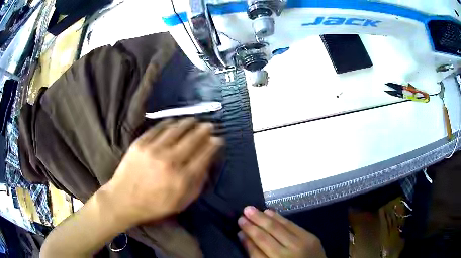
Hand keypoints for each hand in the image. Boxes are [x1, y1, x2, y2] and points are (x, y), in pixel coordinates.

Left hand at [105, 118, 222, 226]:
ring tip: (194, 120)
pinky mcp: (140, 143)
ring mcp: (153, 150)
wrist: (123, 200)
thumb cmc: (154, 205)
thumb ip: (196, 184)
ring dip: (188, 123)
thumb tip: (207, 163)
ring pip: (176, 129)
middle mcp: (170, 161)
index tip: (218, 139)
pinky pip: (158, 128)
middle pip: (192, 139)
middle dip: (204, 130)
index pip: (204, 155)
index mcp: (182, 178)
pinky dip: (168, 123)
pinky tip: (174, 121)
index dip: (214, 145)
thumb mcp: (181, 202)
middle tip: (209, 125)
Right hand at [238, 206, 325, 257]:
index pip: (259, 243)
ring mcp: (302, 242)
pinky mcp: (311, 237)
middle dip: (255, 221)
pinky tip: (271, 212)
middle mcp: (289, 251)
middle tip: (245, 210)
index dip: (249, 231)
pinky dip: (280, 218)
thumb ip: (255, 254)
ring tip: (254, 209)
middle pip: (269, 232)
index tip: (239, 221)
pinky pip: (292, 224)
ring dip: (266, 217)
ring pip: (280, 226)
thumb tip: (243, 235)